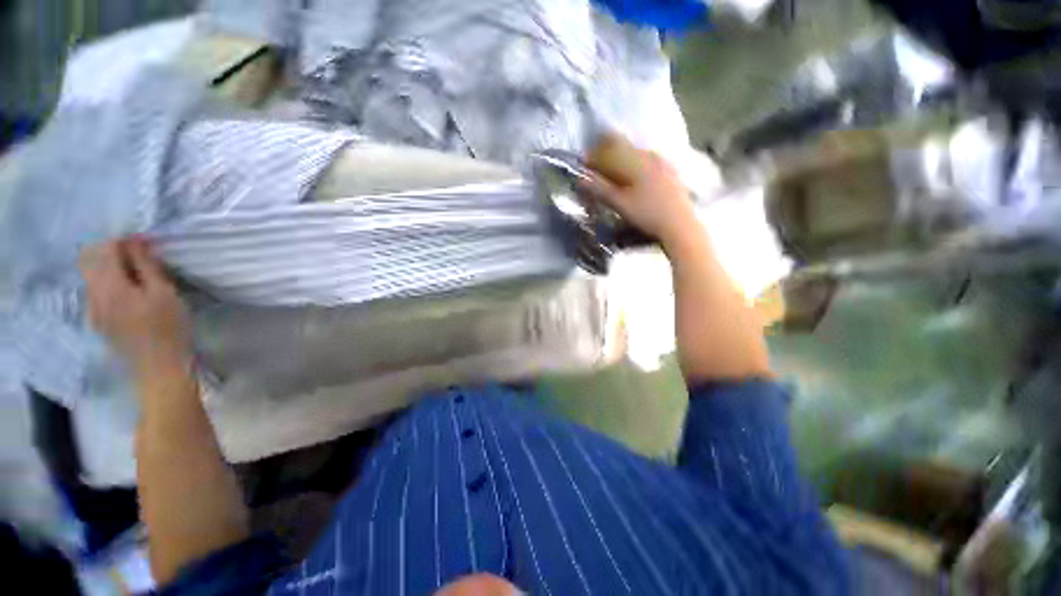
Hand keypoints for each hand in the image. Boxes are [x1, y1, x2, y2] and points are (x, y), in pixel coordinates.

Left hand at [80, 237, 191, 375]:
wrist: (159, 369)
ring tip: (137, 275)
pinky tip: (129, 294)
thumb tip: (134, 241)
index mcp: (109, 286)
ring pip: (91, 276)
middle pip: (90, 260)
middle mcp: (93, 294)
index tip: (146, 244)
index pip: (105, 249)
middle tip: (139, 256)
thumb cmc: (169, 329)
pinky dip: (109, 284)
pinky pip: (96, 292)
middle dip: (111, 252)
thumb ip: (146, 266)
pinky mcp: (98, 321)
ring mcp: (92, 310)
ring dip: (110, 268)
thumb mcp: (164, 293)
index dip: (124, 241)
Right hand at [582, 134, 699, 246]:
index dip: (595, 155)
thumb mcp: (620, 204)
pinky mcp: (672, 172)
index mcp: (637, 160)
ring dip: (622, 162)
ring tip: (614, 177)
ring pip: (636, 155)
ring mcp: (664, 163)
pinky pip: (648, 162)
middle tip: (597, 172)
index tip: (585, 165)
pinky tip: (635, 181)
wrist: (680, 226)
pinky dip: (636, 168)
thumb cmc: (648, 214)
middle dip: (607, 156)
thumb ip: (600, 189)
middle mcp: (651, 155)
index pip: (610, 148)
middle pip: (624, 148)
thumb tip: (581, 179)